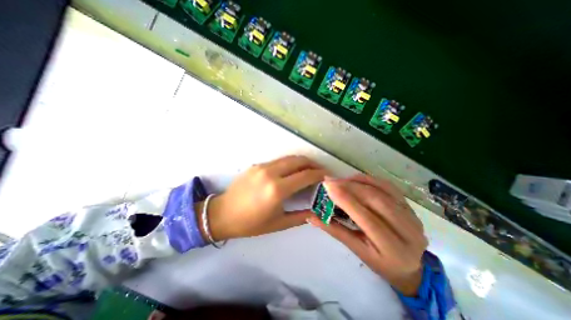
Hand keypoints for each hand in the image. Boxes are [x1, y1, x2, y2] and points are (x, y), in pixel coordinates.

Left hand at [199, 157, 324, 240]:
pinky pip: (278, 161)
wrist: (222, 214)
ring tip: (309, 169)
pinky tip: (292, 172)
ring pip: (289, 158)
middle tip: (321, 171)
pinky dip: (290, 163)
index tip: (328, 176)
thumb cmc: (250, 223)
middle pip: (299, 160)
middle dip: (313, 164)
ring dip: (302, 162)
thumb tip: (316, 210)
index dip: (320, 174)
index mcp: (277, 190)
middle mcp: (270, 173)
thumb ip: (301, 216)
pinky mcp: (256, 165)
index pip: (305, 175)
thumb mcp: (278, 224)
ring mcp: (262, 166)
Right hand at [308, 174, 428, 295]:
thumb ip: (335, 230)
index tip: (328, 186)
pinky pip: (388, 186)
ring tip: (340, 180)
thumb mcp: (357, 250)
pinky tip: (355, 179)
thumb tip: (311, 216)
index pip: (366, 218)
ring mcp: (412, 215)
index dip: (346, 199)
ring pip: (382, 189)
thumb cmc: (380, 262)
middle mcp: (408, 230)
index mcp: (393, 248)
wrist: (410, 266)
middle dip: (349, 186)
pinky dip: (369, 179)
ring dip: (358, 181)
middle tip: (330, 181)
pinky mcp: (410, 206)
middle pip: (375, 200)